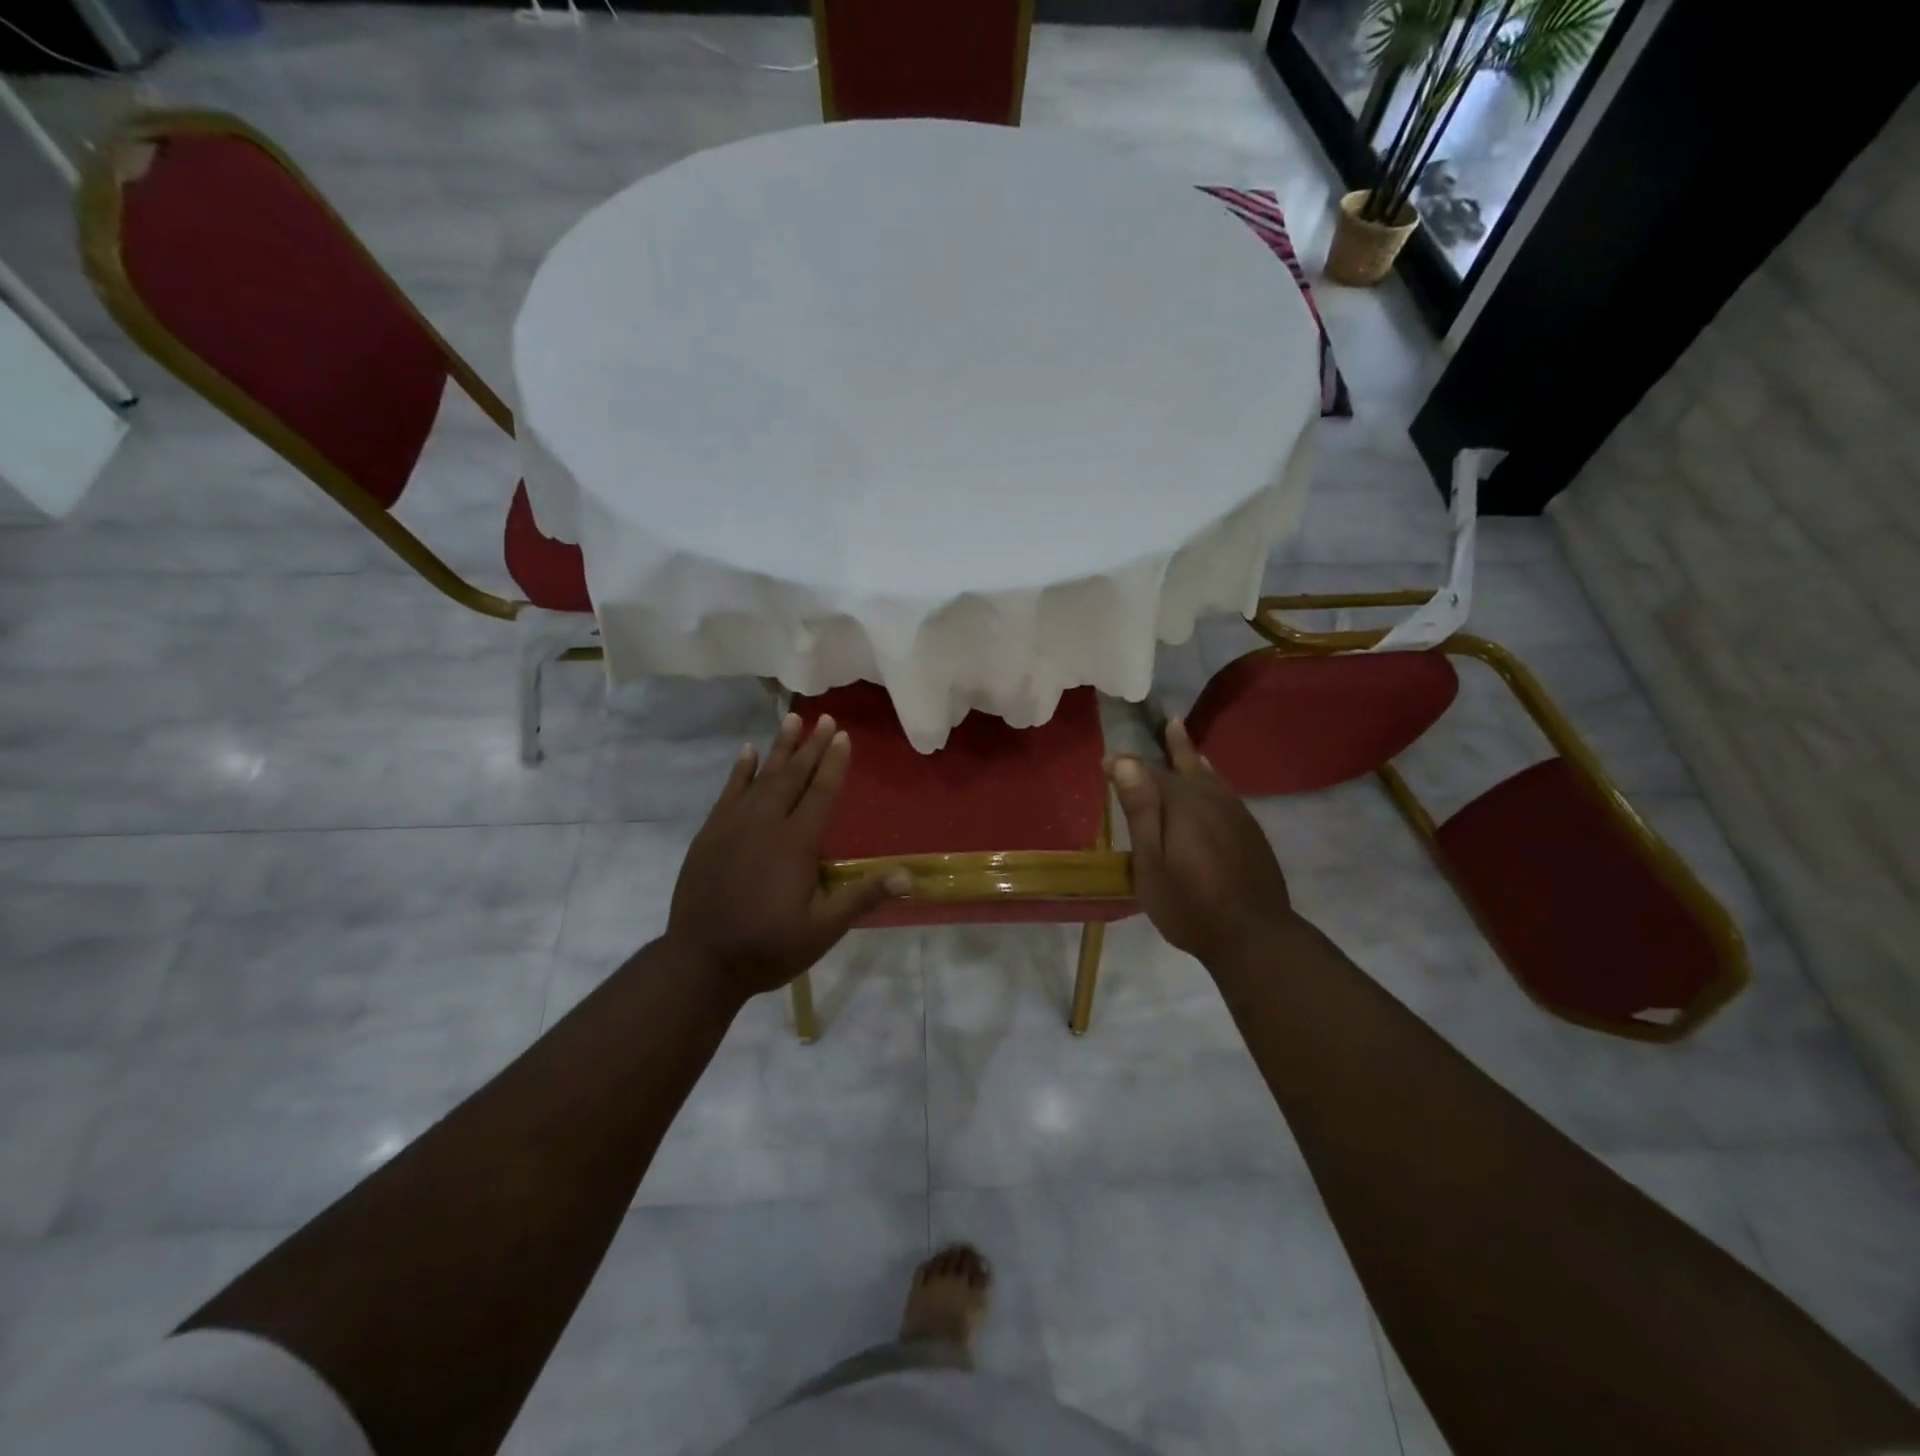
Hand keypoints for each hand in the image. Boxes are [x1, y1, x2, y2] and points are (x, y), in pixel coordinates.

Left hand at [667, 712, 908, 1000]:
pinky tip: (747, 753)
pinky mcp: (710, 835)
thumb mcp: (823, 930)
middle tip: (825, 718)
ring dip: (779, 748)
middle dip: (811, 746)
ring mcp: (733, 827)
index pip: (820, 793)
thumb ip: (862, 897)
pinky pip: (728, 793)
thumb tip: (908, 877)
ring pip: (761, 778)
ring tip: (791, 720)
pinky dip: (739, 772)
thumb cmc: (768, 948)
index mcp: (796, 844)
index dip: (834, 763)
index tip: (843, 735)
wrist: (700, 962)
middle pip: (792, 776)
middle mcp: (765, 824)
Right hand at [1108, 720, 1296, 967]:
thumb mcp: (1152, 863)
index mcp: (1183, 804)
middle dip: (1172, 746)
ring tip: (1185, 740)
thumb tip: (1126, 761)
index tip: (1106, 762)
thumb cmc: (1190, 905)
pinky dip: (1214, 780)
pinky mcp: (1251, 832)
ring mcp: (1236, 815)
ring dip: (1195, 758)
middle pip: (1187, 766)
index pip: (1149, 773)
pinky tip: (1213, 783)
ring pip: (1211, 777)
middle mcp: (1212, 800)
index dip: (1127, 766)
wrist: (1254, 935)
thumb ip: (1141, 810)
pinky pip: (1226, 792)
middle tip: (1167, 724)